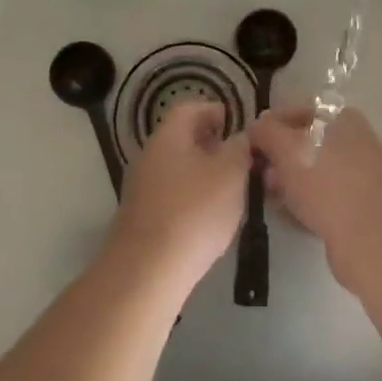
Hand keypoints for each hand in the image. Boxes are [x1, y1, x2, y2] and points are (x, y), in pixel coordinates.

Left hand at [111, 101, 251, 296]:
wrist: (147, 272)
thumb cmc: (194, 212)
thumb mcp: (230, 174)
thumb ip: (240, 149)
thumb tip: (240, 137)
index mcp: (168, 137)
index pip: (190, 108)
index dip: (214, 111)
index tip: (237, 124)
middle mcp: (149, 156)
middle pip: (182, 139)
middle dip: (212, 145)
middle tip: (239, 159)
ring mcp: (141, 188)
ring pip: (178, 168)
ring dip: (203, 173)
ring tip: (231, 190)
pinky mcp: (142, 218)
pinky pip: (171, 195)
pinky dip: (191, 197)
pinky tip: (209, 219)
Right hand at [249, 106, 381, 291]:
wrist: (368, 236)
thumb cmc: (325, 181)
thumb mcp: (286, 148)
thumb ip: (266, 132)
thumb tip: (256, 128)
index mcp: (343, 118)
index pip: (300, 111)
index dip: (272, 124)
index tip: (251, 142)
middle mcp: (355, 141)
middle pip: (307, 142)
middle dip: (279, 157)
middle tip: (258, 172)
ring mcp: (360, 175)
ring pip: (315, 171)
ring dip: (290, 181)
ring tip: (269, 196)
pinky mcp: (359, 206)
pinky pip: (324, 196)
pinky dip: (305, 201)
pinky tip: (287, 214)